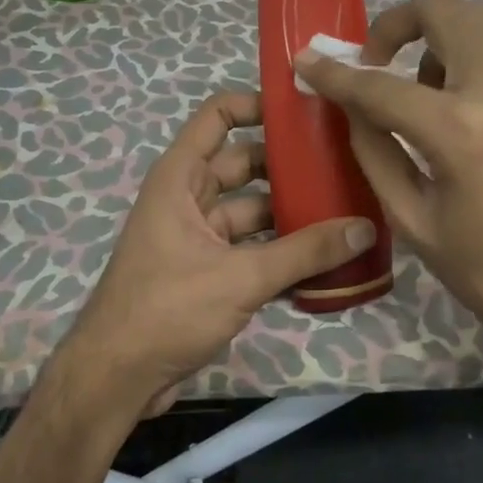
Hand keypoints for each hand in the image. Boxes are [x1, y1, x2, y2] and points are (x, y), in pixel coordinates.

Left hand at [59, 90, 376, 419]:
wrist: (116, 378)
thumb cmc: (167, 308)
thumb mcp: (240, 276)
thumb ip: (304, 252)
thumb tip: (365, 227)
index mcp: (181, 177)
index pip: (219, 115)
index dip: (259, 104)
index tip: (309, 112)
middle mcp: (188, 197)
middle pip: (245, 164)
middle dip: (290, 165)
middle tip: (345, 165)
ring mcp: (198, 236)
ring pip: (252, 210)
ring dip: (291, 214)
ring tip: (347, 211)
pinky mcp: (207, 272)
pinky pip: (250, 248)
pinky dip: (280, 252)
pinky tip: (325, 261)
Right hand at [296, 0, 482, 366]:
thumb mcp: (416, 222)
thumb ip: (376, 151)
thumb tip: (352, 107)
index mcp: (461, 130)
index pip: (380, 83)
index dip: (335, 72)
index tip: (308, 61)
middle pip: (444, 10)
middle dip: (398, 23)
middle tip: (380, 62)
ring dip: (442, 40)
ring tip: (430, 94)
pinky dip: (479, 65)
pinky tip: (477, 118)